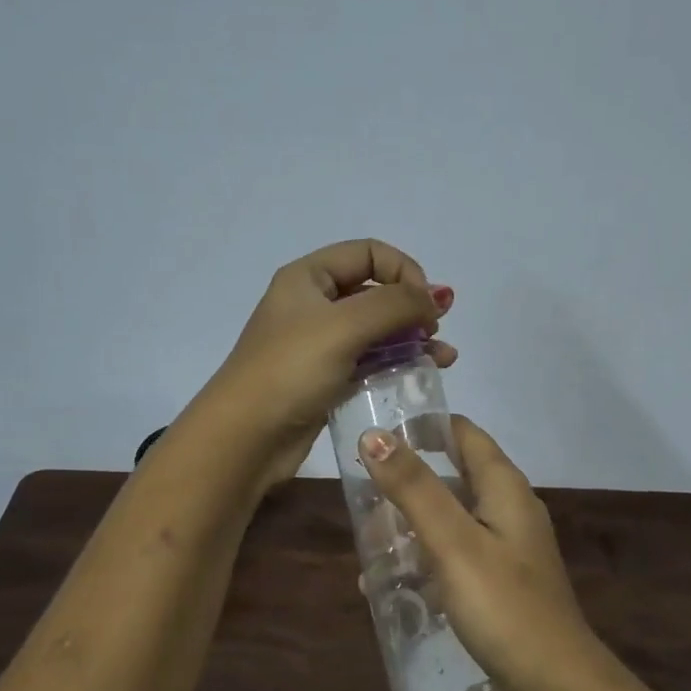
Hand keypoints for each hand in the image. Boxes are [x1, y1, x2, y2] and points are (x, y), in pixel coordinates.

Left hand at [199, 240, 456, 488]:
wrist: (245, 437)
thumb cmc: (291, 371)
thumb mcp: (345, 326)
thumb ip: (396, 305)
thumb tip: (437, 297)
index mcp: (308, 277)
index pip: (369, 253)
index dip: (403, 271)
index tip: (424, 305)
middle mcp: (314, 304)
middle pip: (375, 291)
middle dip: (412, 307)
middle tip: (435, 331)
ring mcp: (320, 344)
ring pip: (377, 330)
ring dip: (413, 338)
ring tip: (445, 358)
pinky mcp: (327, 378)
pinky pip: (371, 361)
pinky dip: (399, 363)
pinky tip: (426, 374)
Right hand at [357, 415, 602, 690]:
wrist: (555, 684)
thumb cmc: (504, 605)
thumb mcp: (452, 542)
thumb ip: (414, 488)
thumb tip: (374, 435)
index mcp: (503, 487)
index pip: (462, 433)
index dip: (422, 427)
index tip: (376, 436)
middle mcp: (507, 508)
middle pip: (450, 478)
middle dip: (404, 486)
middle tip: (360, 503)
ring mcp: (505, 546)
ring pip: (447, 520)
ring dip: (408, 528)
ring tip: (366, 552)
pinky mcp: (498, 580)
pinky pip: (453, 555)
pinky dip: (422, 561)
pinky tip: (390, 587)